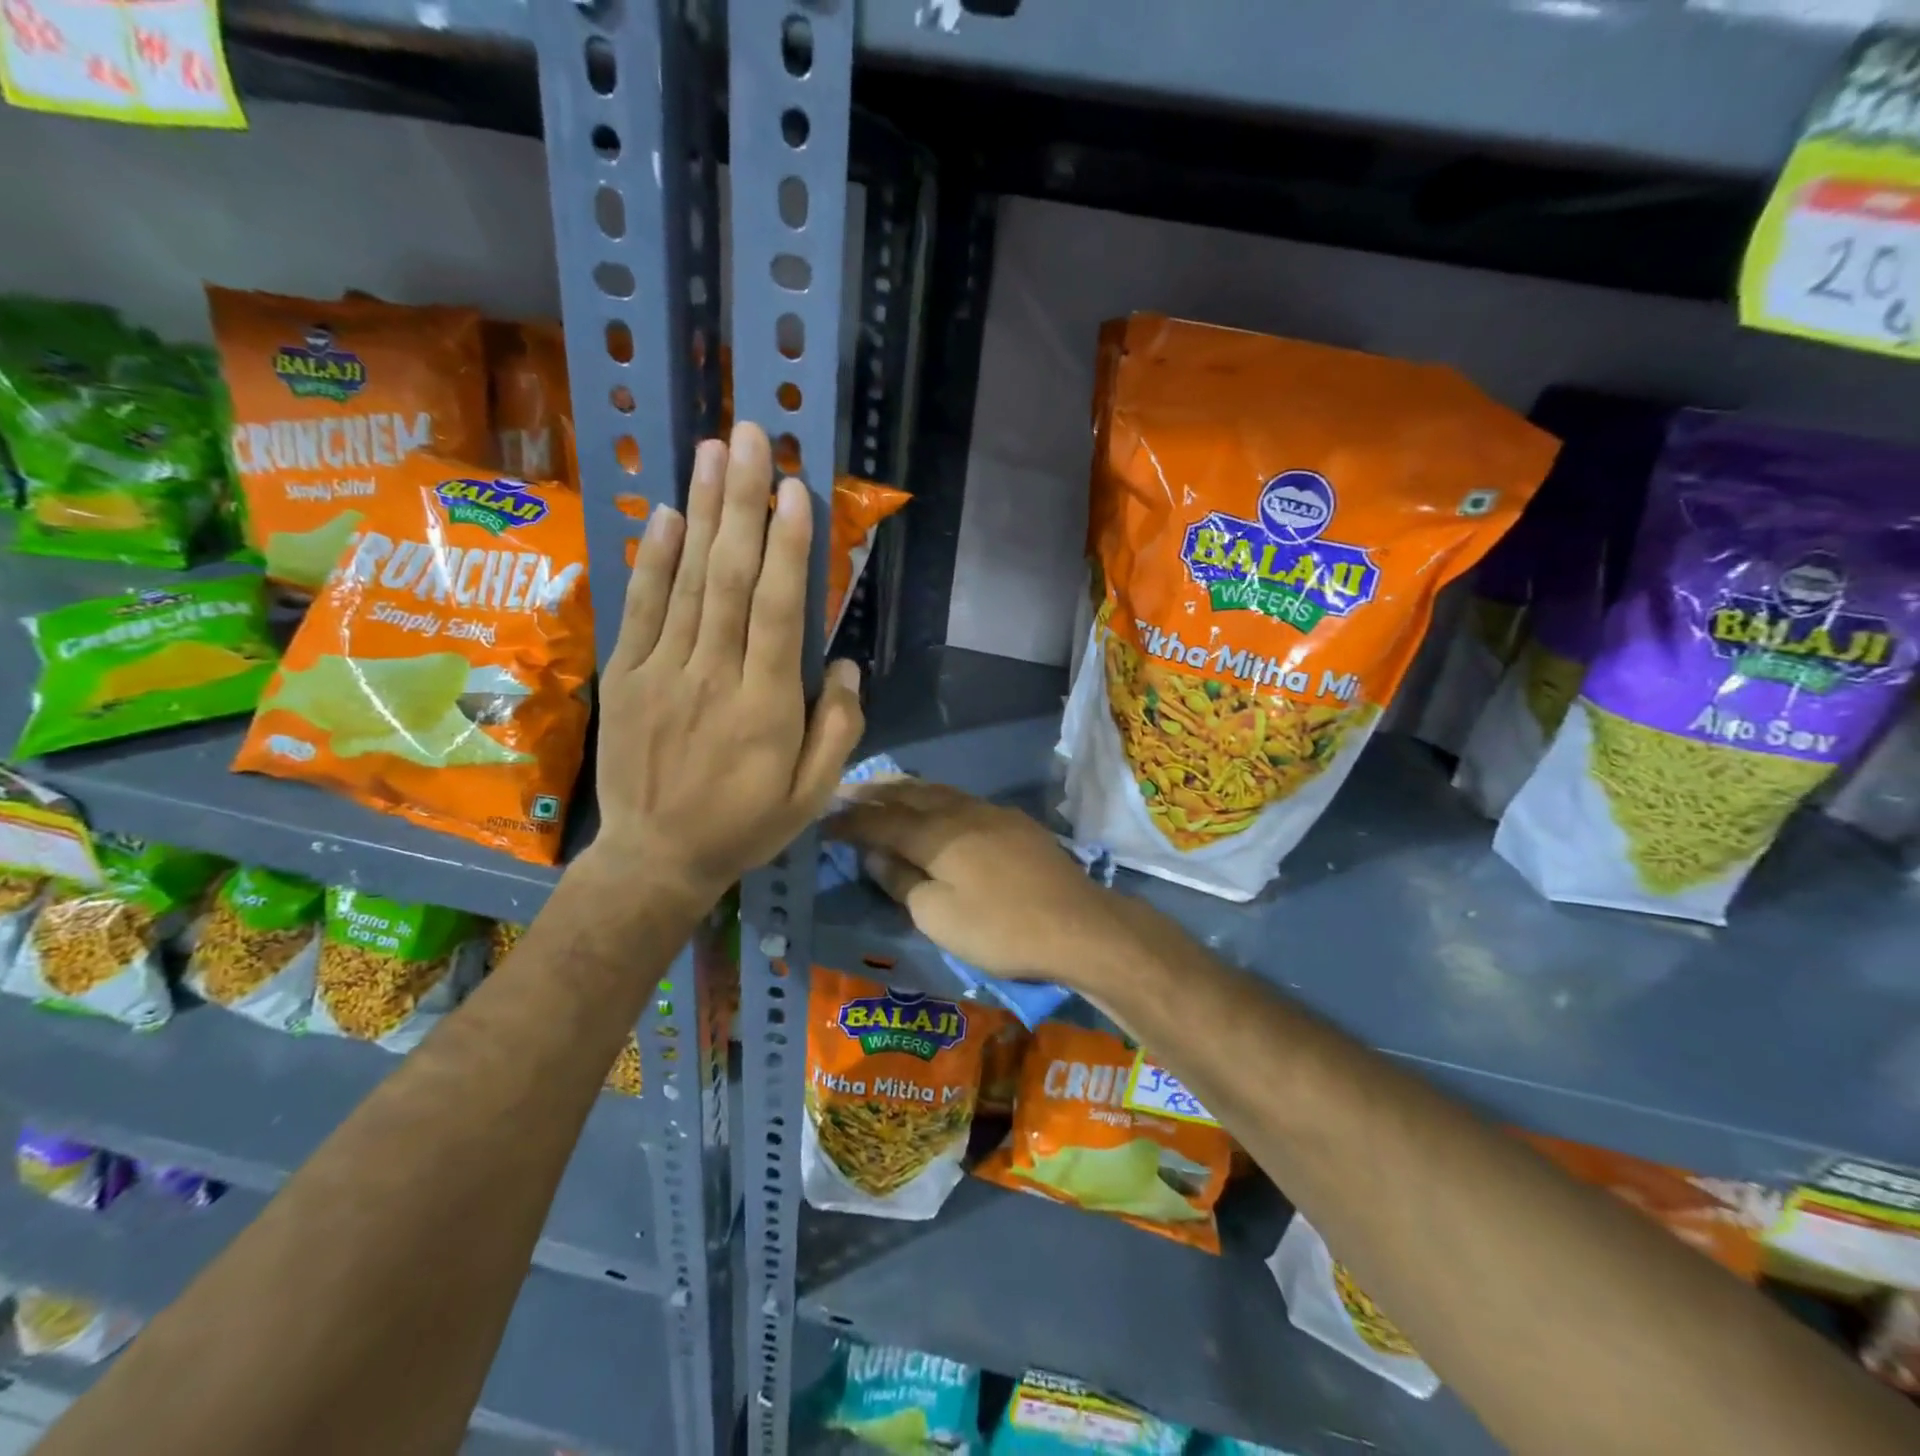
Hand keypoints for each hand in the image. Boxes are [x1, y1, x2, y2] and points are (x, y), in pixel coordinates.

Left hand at [586, 423, 863, 906]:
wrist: (656, 858)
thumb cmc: (745, 825)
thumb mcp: (813, 796)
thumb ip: (838, 730)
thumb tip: (843, 665)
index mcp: (766, 708)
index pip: (777, 612)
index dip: (787, 548)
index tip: (796, 488)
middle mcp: (713, 678)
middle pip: (729, 579)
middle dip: (744, 503)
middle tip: (754, 437)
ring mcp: (662, 673)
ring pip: (686, 582)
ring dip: (703, 511)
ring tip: (715, 450)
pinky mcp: (626, 676)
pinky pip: (641, 609)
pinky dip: (654, 560)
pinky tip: (670, 514)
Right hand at [824, 780, 1134, 988]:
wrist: (1077, 924)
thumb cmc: (1000, 928)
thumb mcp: (938, 917)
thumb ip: (902, 882)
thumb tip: (874, 856)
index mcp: (935, 835)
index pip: (880, 820)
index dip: (850, 821)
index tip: (824, 822)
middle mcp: (960, 812)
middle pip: (909, 794)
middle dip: (874, 792)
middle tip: (847, 792)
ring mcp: (991, 813)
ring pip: (938, 791)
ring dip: (906, 789)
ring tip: (884, 789)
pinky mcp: (1014, 822)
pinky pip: (962, 799)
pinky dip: (936, 798)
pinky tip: (937, 807)